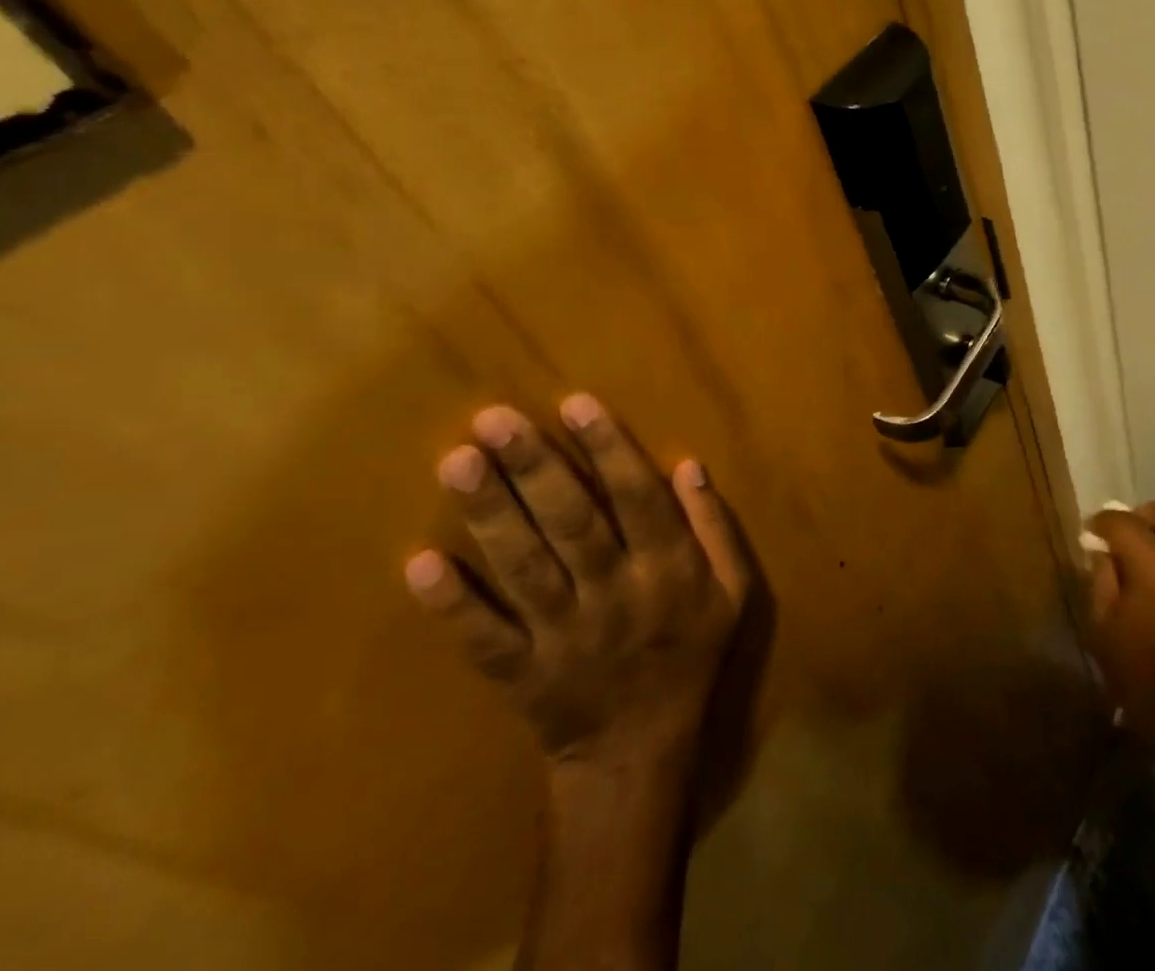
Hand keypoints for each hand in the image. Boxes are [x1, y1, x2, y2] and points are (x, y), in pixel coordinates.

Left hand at [404, 394, 751, 766]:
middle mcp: (616, 594)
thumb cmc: (691, 653)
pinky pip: (484, 638)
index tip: (573, 403)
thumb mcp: (732, 589)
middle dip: (535, 468)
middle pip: (573, 523)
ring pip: (525, 568)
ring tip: (457, 462)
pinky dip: (453, 604)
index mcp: (668, 569)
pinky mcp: (521, 674)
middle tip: (494, 418)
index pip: (638, 498)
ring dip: (491, 515)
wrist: (640, 751)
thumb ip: (714, 526)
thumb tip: (688, 464)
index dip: (609, 449)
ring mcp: (564, 636)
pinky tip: (421, 563)